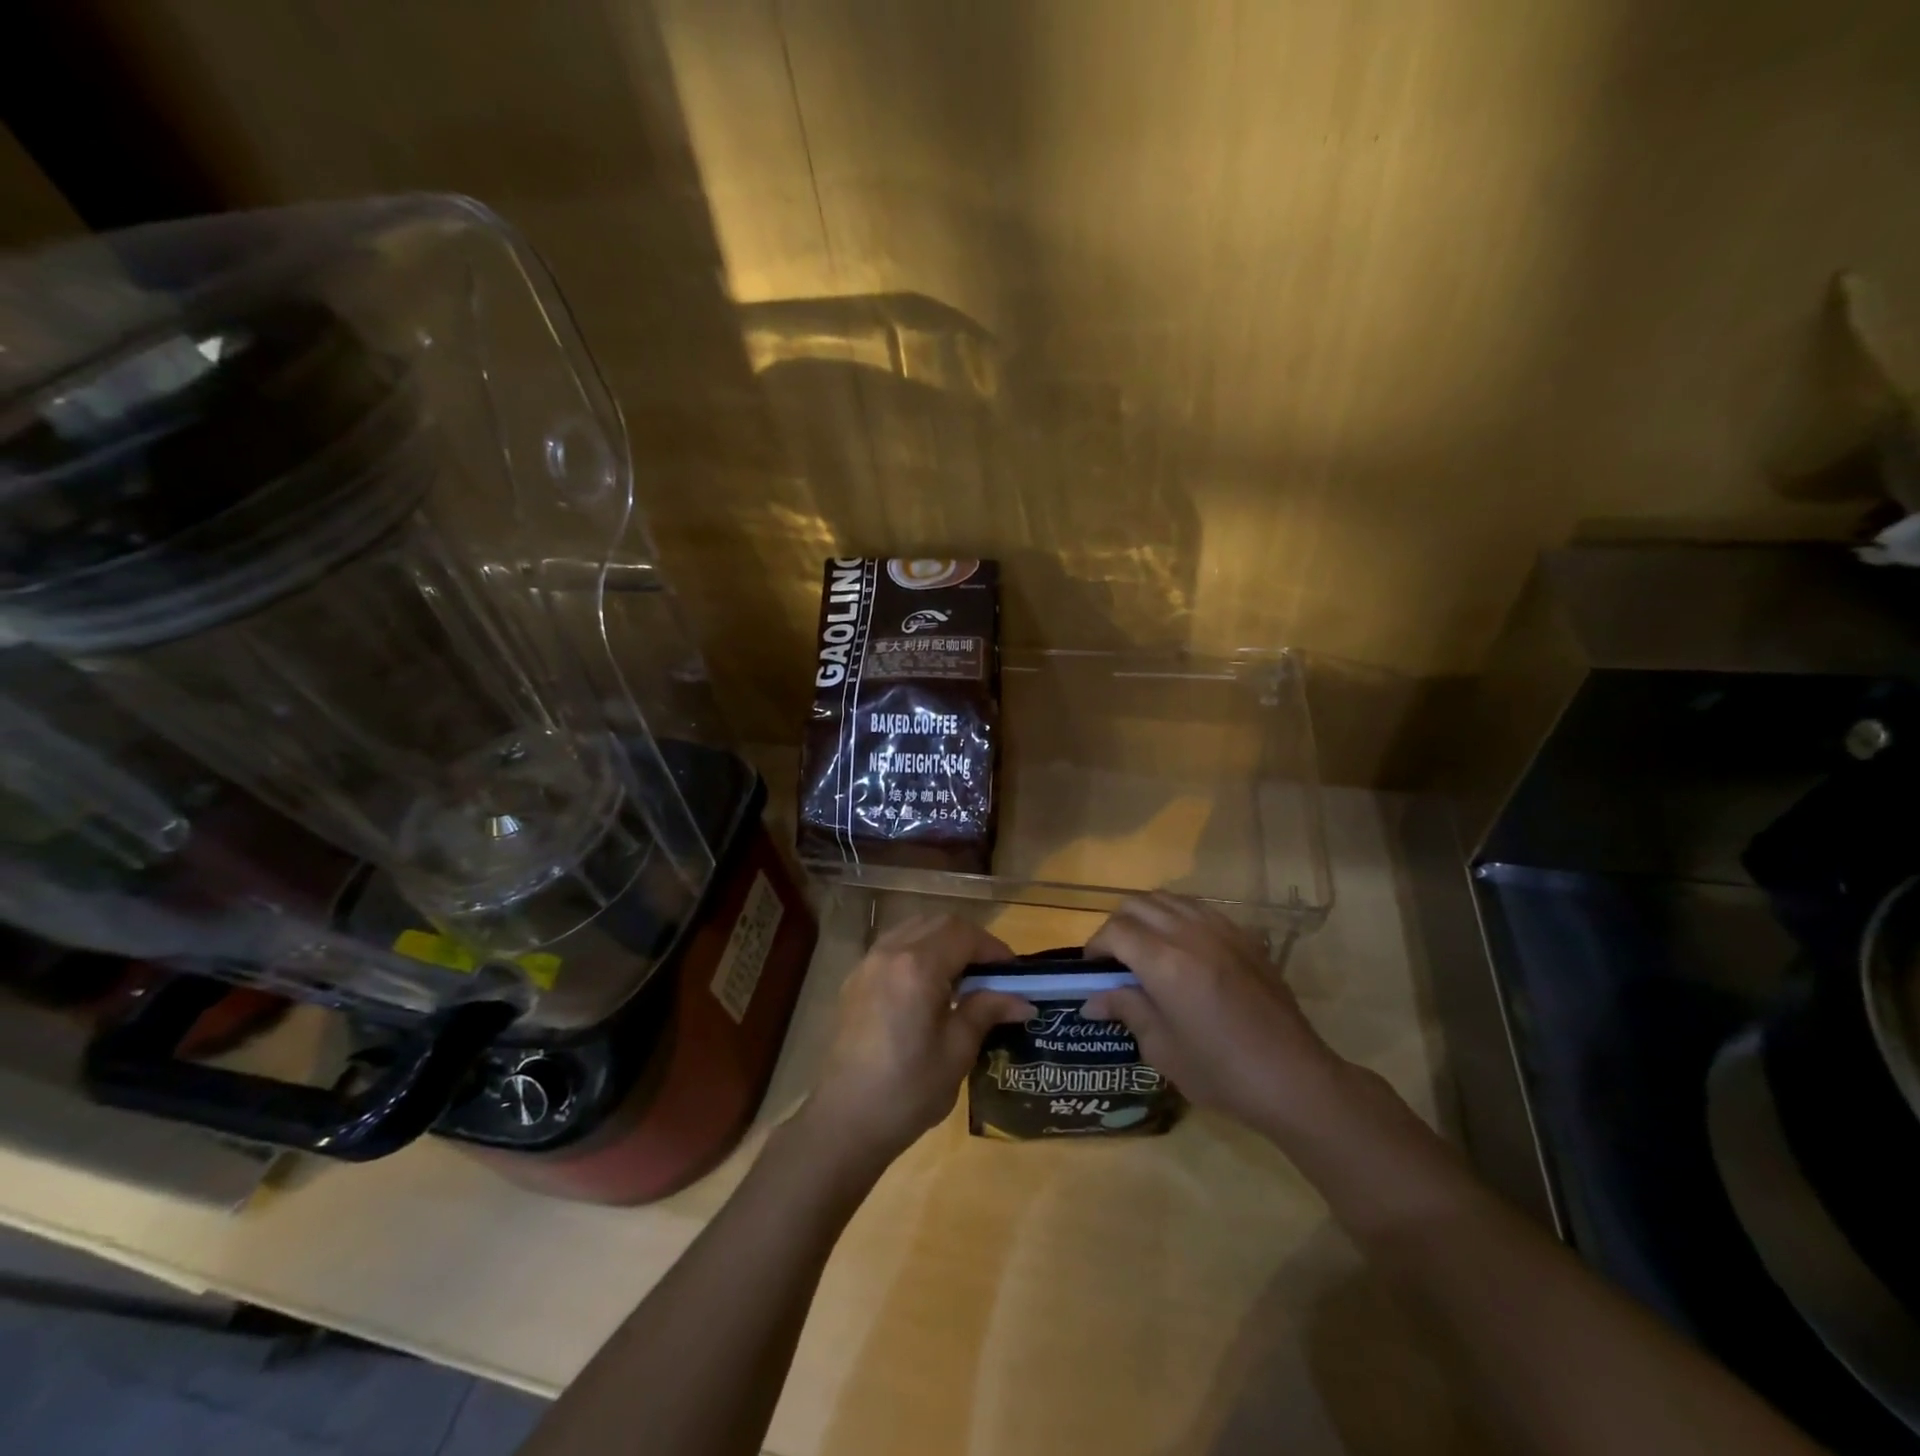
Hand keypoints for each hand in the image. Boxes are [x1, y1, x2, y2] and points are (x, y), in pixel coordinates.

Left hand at [804, 914, 1033, 1163]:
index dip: (994, 948)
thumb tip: (1022, 1001)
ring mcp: (867, 963)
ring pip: (914, 929)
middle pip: (938, 923)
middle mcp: (890, 952)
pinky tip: (928, 987)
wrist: (844, 1121)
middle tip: (992, 972)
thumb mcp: (956, 1052)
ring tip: (962, 977)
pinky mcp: (855, 980)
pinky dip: (918, 951)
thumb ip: (986, 1012)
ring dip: (943, 941)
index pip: (964, 935)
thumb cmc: (907, 1090)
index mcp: (918, 966)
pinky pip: (893, 946)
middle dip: (970, 940)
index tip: (1014, 973)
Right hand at [1083, 893, 1348, 1134]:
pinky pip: (1198, 908)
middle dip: (1116, 926)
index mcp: (1165, 964)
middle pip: (1137, 904)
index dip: (1096, 946)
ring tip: (1144, 947)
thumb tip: (1093, 999)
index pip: (1115, 931)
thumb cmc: (1221, 1073)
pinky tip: (1181, 945)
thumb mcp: (1163, 1049)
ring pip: (1167, 898)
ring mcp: (1220, 930)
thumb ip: (1127, 1010)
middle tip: (1114, 959)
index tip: (1093, 970)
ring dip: (1146, 915)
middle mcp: (1189, 935)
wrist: (1294, 1078)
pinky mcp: (1243, 935)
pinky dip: (1177, 916)